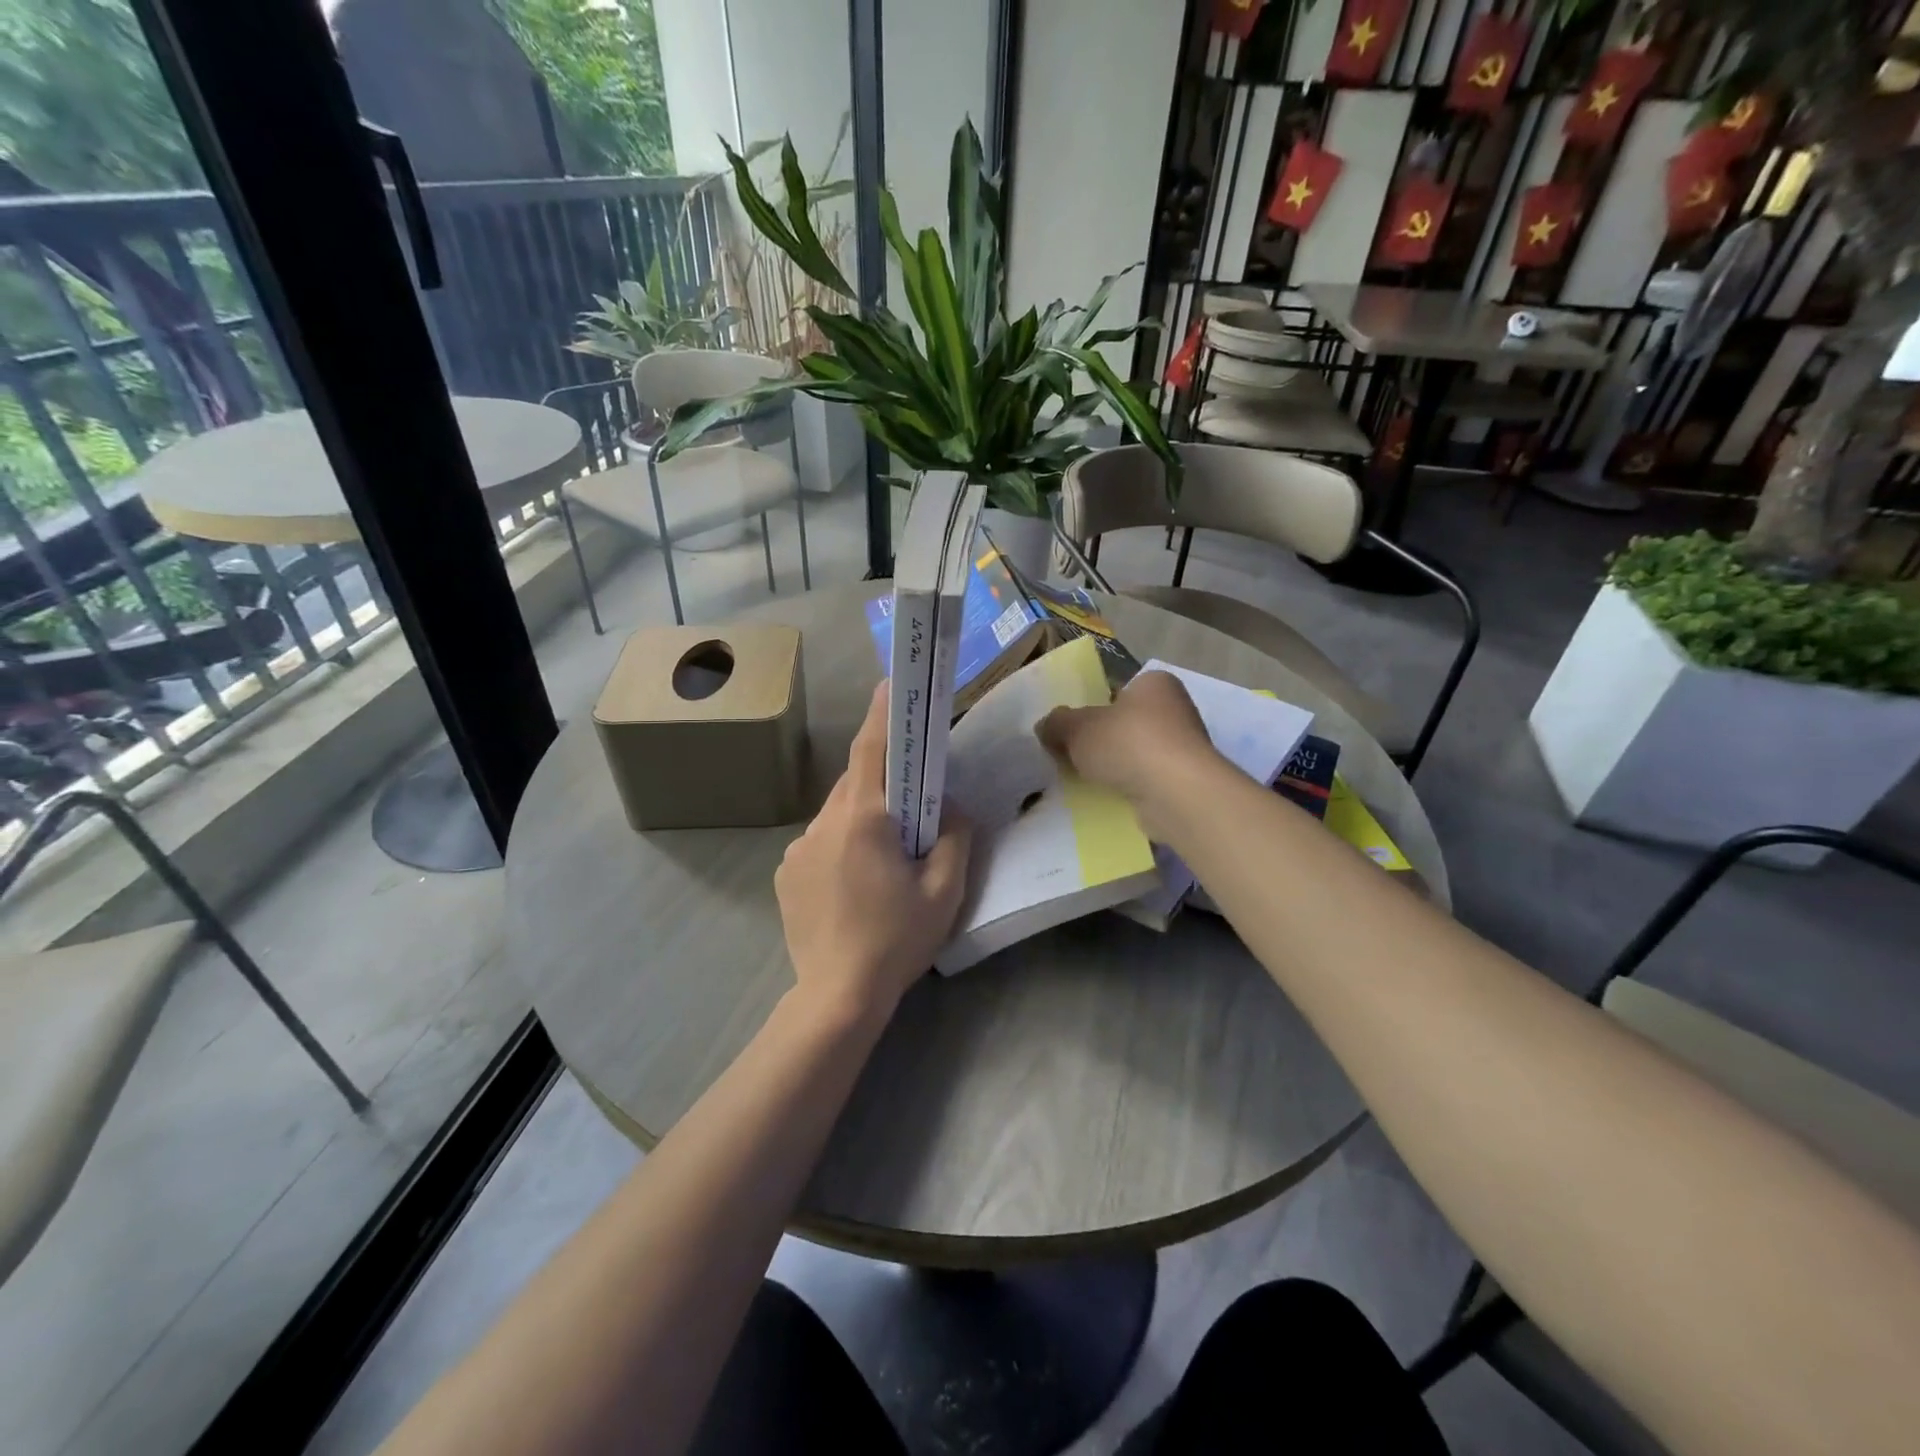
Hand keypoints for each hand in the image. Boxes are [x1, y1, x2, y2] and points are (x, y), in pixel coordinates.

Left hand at [775, 681, 972, 1024]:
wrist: (836, 996)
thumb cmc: (897, 940)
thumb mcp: (944, 890)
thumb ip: (954, 836)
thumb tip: (948, 807)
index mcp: (862, 819)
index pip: (872, 750)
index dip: (883, 713)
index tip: (891, 683)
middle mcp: (823, 823)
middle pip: (856, 783)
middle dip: (884, 782)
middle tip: (913, 804)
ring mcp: (798, 849)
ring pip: (837, 814)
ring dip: (863, 819)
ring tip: (886, 857)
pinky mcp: (785, 874)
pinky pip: (820, 842)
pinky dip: (842, 846)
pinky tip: (855, 885)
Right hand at [1035, 669, 1220, 836]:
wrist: (1176, 793)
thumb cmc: (1128, 744)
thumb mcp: (1077, 728)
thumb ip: (1057, 723)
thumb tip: (1046, 726)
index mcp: (1154, 683)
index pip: (1117, 690)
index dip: (1092, 707)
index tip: (1073, 729)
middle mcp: (1176, 708)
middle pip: (1126, 722)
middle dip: (1103, 739)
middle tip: (1074, 756)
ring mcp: (1184, 746)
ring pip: (1137, 752)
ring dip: (1116, 765)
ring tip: (1087, 780)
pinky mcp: (1186, 780)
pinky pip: (1148, 779)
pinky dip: (1130, 786)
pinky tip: (1111, 796)